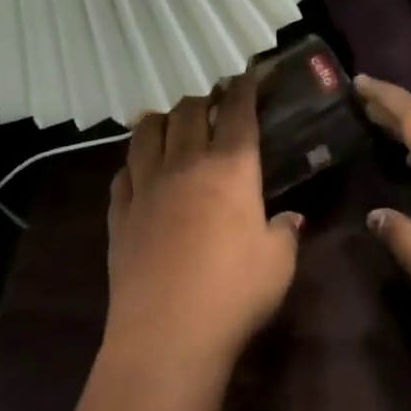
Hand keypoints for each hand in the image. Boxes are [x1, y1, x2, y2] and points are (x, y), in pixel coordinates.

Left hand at [104, 74, 303, 371]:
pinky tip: (141, 170)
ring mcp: (146, 186)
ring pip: (147, 131)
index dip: (243, 88)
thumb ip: (285, 232)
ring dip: (163, 119)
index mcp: (230, 167)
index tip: (246, 76)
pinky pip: (122, 173)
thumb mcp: (278, 262)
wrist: (167, 334)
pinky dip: (134, 162)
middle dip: (203, 98)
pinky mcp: (119, 213)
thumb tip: (290, 218)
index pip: (237, 112)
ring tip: (173, 125)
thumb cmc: (235, 293)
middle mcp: (185, 164)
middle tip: (213, 104)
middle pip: (188, 111)